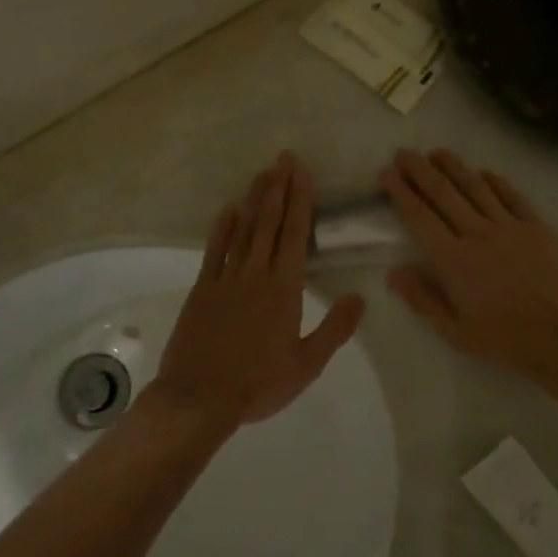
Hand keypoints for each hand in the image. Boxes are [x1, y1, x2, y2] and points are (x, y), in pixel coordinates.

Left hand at [148, 153, 364, 434]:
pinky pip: (214, 250)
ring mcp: (225, 279)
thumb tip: (359, 297)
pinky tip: (228, 210)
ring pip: (242, 230)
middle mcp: (255, 274)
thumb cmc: (258, 384)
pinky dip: (222, 228)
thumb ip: (335, 329)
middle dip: (278, 188)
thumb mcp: (306, 364)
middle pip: (268, 222)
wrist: (198, 398)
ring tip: (262, 173)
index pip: (294, 235)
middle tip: (284, 158)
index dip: (299, 201)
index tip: (302, 173)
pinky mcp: (202, 289)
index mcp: (283, 289)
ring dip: (253, 199)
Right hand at [381, 149, 557, 395]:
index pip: (419, 217)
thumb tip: (395, 272)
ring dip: (453, 167)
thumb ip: (423, 299)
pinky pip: (512, 196)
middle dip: (420, 170)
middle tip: (404, 153)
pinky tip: (484, 173)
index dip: (401, 192)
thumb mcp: (456, 331)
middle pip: (443, 193)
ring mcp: (510, 226)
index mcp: (453, 260)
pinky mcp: (538, 227)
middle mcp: (478, 234)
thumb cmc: (507, 340)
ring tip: (437, 152)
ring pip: (475, 187)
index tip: (387, 173)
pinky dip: (495, 181)